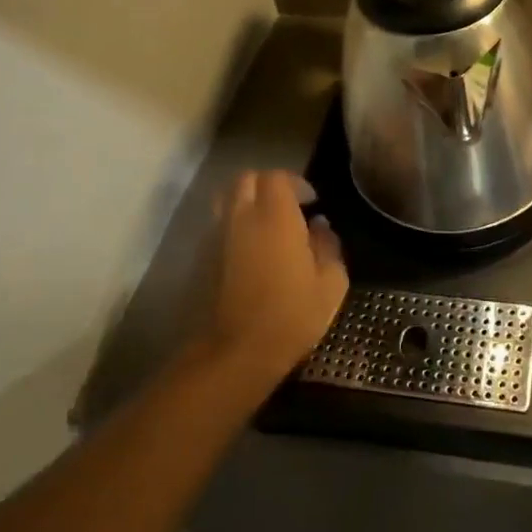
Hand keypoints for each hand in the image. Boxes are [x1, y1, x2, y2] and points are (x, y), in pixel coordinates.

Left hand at [205, 170, 348, 386]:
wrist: (233, 354)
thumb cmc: (290, 316)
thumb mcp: (330, 284)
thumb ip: (328, 246)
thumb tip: (320, 227)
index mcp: (275, 217)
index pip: (277, 177)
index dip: (295, 182)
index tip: (311, 202)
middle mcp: (241, 217)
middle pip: (246, 180)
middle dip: (268, 185)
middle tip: (288, 206)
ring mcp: (216, 237)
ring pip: (226, 200)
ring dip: (246, 203)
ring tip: (265, 225)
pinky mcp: (201, 259)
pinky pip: (217, 226)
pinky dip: (233, 227)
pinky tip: (249, 252)